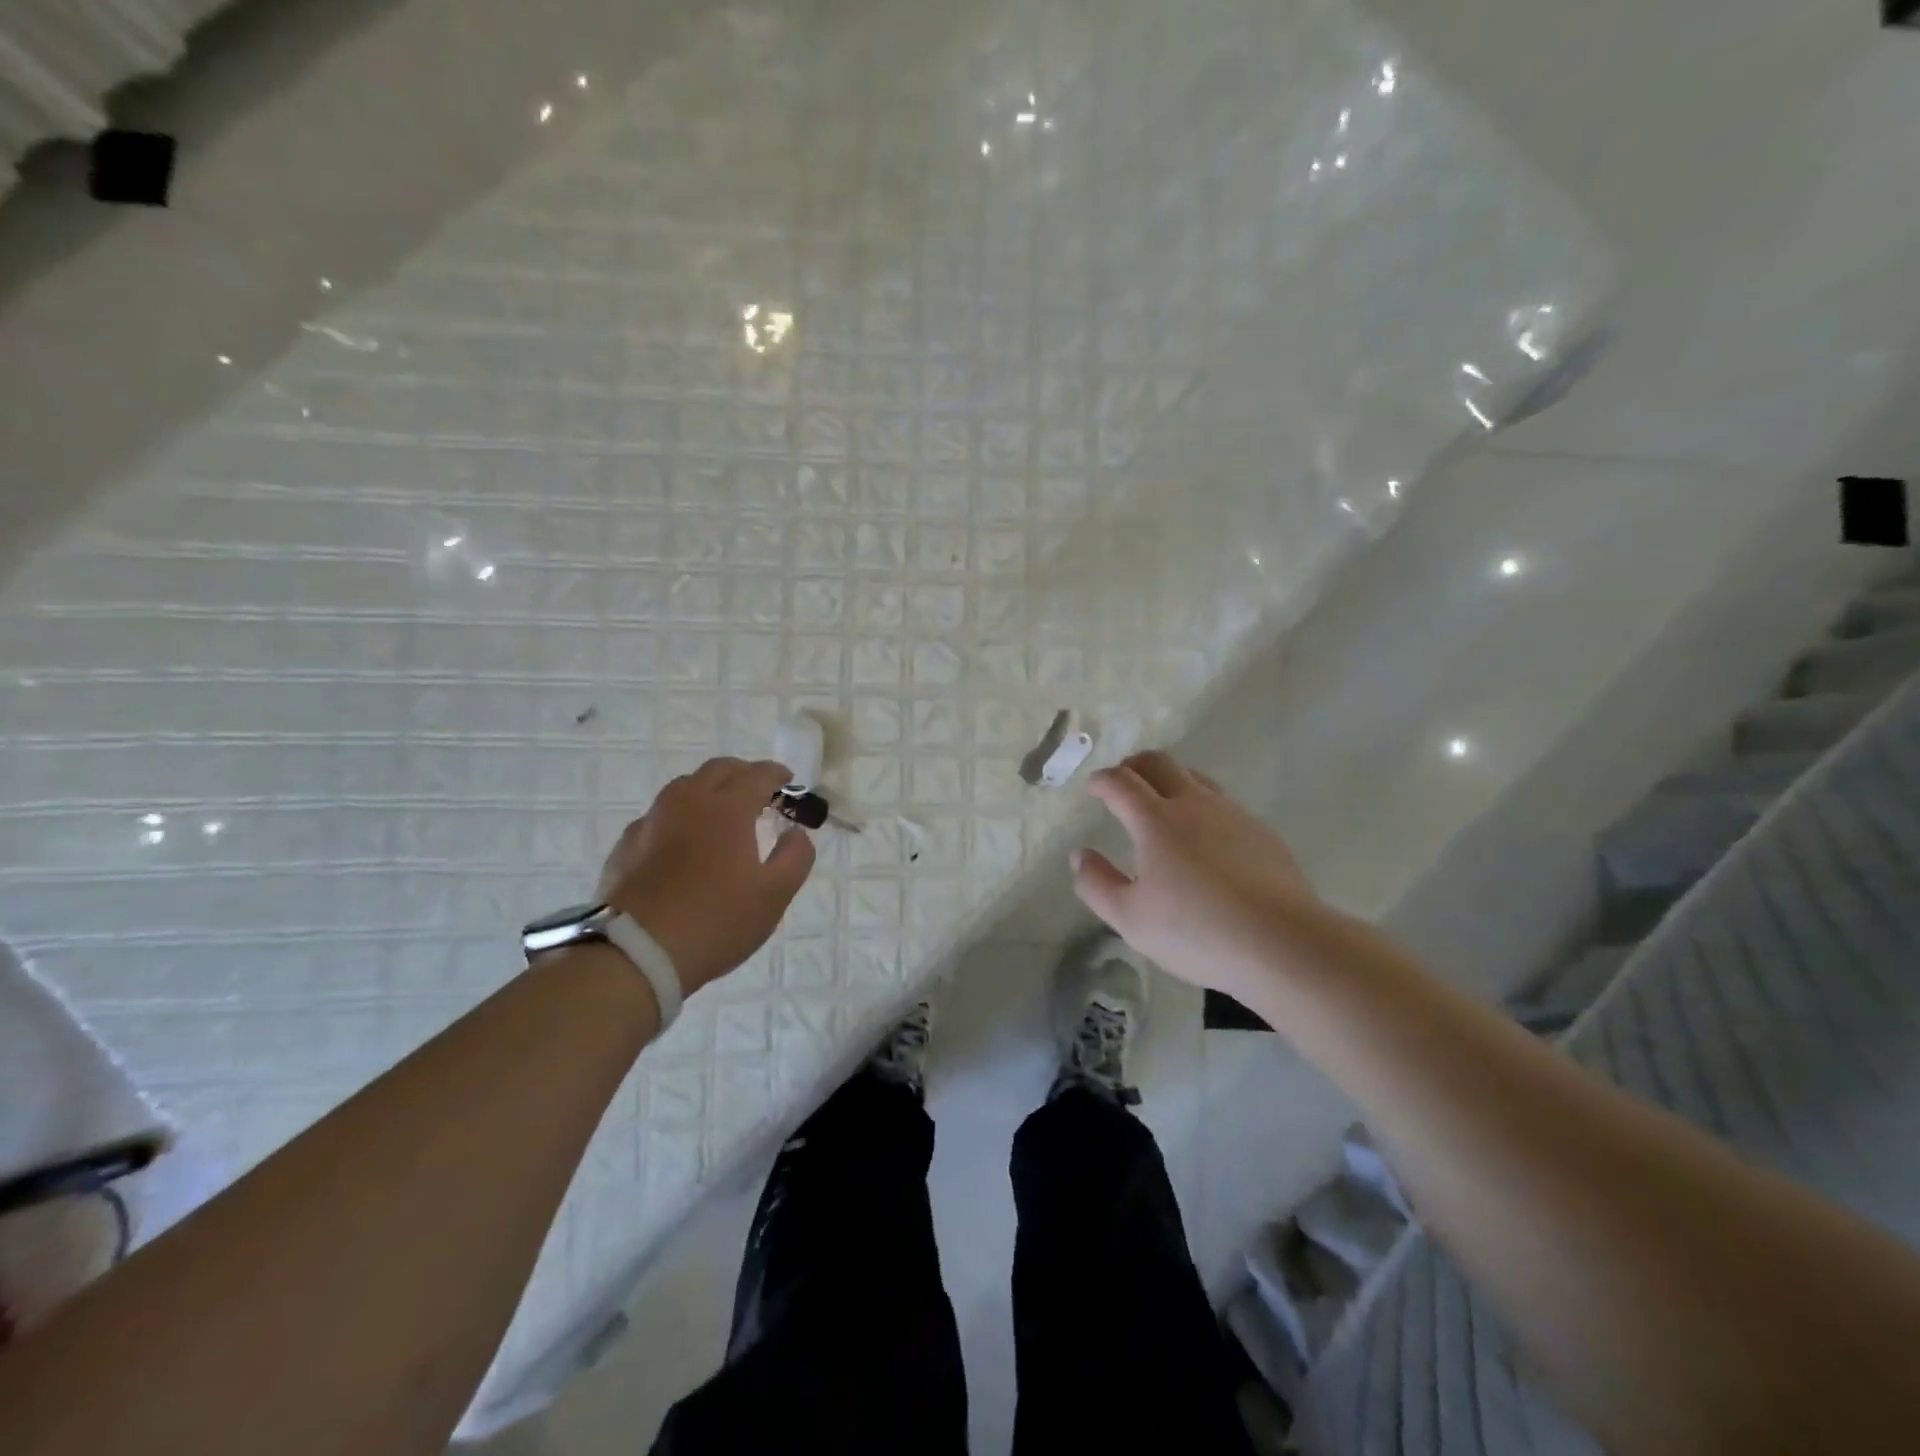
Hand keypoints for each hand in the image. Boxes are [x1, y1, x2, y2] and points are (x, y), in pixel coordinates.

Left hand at [596, 758, 814, 993]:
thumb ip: (796, 857)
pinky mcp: (626, 846)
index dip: (776, 773)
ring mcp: (651, 822)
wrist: (637, 954)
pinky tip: (681, 842)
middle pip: (717, 770)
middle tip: (757, 791)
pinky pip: (658, 816)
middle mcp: (687, 803)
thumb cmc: (716, 921)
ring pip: (683, 787)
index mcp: (727, 809)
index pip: (757, 774)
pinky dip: (678, 817)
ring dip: (708, 789)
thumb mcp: (774, 895)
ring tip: (720, 812)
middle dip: (742, 773)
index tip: (787, 780)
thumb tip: (797, 833)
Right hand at [1072, 751, 1325, 997]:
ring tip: (1162, 802)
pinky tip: (1205, 835)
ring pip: (1196, 778)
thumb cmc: (1195, 931)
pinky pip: (1223, 802)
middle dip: (1135, 765)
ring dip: (1171, 780)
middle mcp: (1193, 804)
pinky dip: (1202, 804)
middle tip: (1123, 780)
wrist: (1282, 942)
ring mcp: (1233, 814)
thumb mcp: (1130, 918)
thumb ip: (1097, 884)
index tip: (1093, 787)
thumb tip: (1080, 855)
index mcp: (1155, 820)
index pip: (1121, 782)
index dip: (1102, 780)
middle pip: (1160, 763)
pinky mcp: (1261, 832)